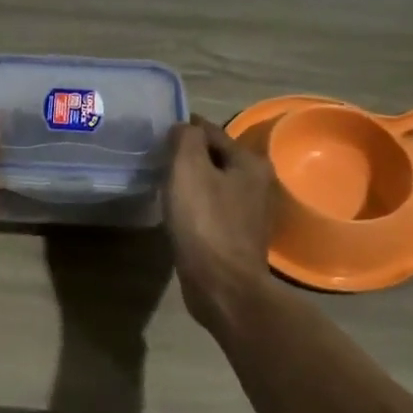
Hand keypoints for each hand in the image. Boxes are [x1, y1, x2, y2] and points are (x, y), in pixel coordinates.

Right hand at [165, 116, 274, 330]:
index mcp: (249, 162)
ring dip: (191, 182)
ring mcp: (249, 213)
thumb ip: (185, 138)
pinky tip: (177, 212)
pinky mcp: (237, 237)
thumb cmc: (205, 222)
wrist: (222, 285)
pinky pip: (211, 209)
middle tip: (156, 158)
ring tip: (162, 184)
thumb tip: (183, 127)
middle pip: (214, 158)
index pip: (210, 130)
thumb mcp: (188, 168)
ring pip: (213, 184)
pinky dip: (194, 206)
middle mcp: (257, 183)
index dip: (183, 129)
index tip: (157, 133)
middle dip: (187, 156)